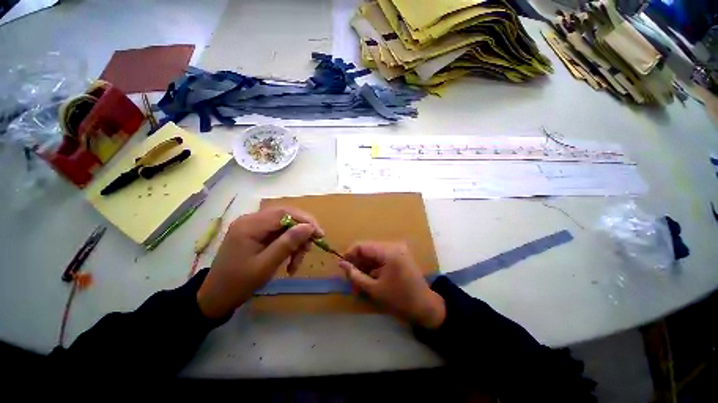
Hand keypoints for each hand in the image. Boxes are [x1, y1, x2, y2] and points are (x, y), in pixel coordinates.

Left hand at [197, 207, 322, 318]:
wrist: (215, 297)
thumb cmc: (238, 283)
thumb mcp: (266, 265)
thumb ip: (288, 243)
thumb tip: (309, 227)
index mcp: (250, 225)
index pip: (284, 213)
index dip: (305, 220)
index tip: (319, 234)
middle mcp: (252, 220)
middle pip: (286, 217)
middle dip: (302, 232)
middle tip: (310, 248)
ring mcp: (253, 226)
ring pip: (285, 225)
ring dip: (296, 241)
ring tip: (297, 262)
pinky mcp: (256, 233)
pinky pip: (279, 233)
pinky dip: (288, 245)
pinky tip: (290, 260)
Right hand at [339, 242, 445, 328]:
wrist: (425, 307)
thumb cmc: (399, 300)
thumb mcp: (374, 289)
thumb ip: (355, 275)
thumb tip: (341, 263)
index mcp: (388, 252)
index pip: (362, 246)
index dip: (349, 254)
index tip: (342, 267)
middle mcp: (393, 246)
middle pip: (368, 249)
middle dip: (357, 263)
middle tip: (351, 279)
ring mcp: (398, 250)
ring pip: (373, 254)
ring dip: (365, 266)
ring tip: (360, 283)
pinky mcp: (400, 255)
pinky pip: (381, 257)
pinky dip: (374, 267)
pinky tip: (370, 279)